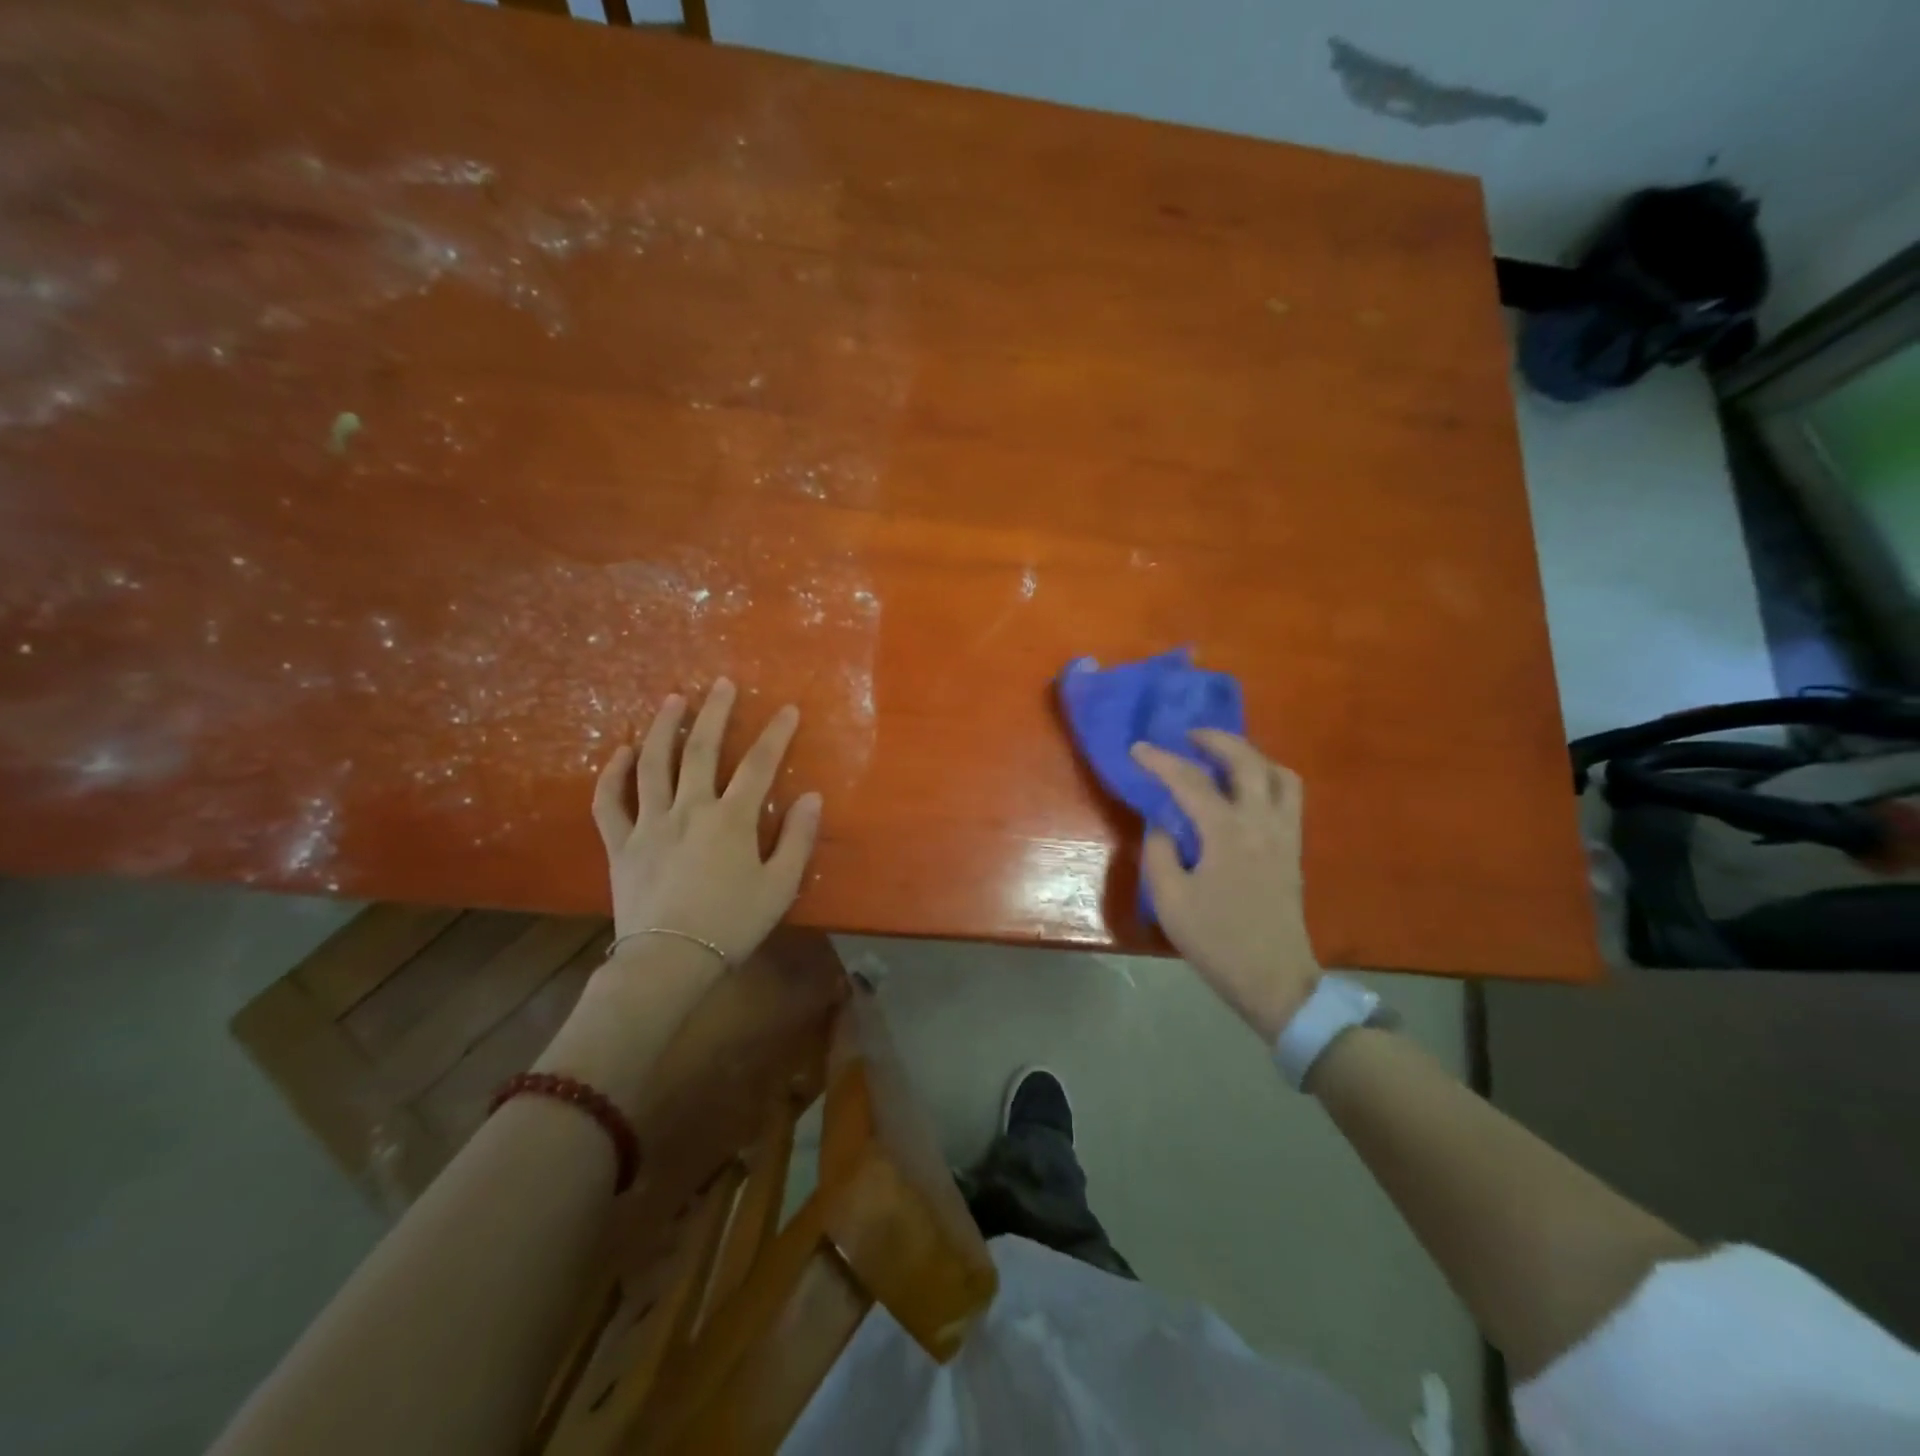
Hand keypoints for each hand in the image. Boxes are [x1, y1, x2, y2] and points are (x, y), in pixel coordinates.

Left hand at [591, 679, 822, 960]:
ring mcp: (649, 824)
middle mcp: (689, 809)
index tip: (788, 709)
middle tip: (722, 683)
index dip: (776, 734)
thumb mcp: (780, 886)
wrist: (668, 962)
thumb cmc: (731, 925)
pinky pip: (609, 802)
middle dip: (715, 713)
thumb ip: (797, 839)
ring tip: (672, 699)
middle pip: (701, 750)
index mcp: (731, 820)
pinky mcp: (620, 843)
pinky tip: (620, 752)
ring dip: (663, 728)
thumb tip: (811, 796)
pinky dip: (611, 774)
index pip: (758, 765)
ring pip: (652, 765)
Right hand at [1131, 731, 1320, 1040]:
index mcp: (1228, 833)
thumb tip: (1164, 825)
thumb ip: (1159, 853)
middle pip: (1247, 762)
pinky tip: (1245, 792)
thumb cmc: (1217, 941)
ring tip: (1223, 758)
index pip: (1190, 782)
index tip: (1137, 749)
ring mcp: (1285, 834)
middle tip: (1189, 736)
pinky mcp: (1293, 849)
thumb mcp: (1170, 900)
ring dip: (1250, 756)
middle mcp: (1262, 822)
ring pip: (1279, 774)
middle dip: (1216, 740)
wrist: (1274, 980)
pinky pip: (1289, 796)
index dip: (1161, 761)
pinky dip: (1267, 778)